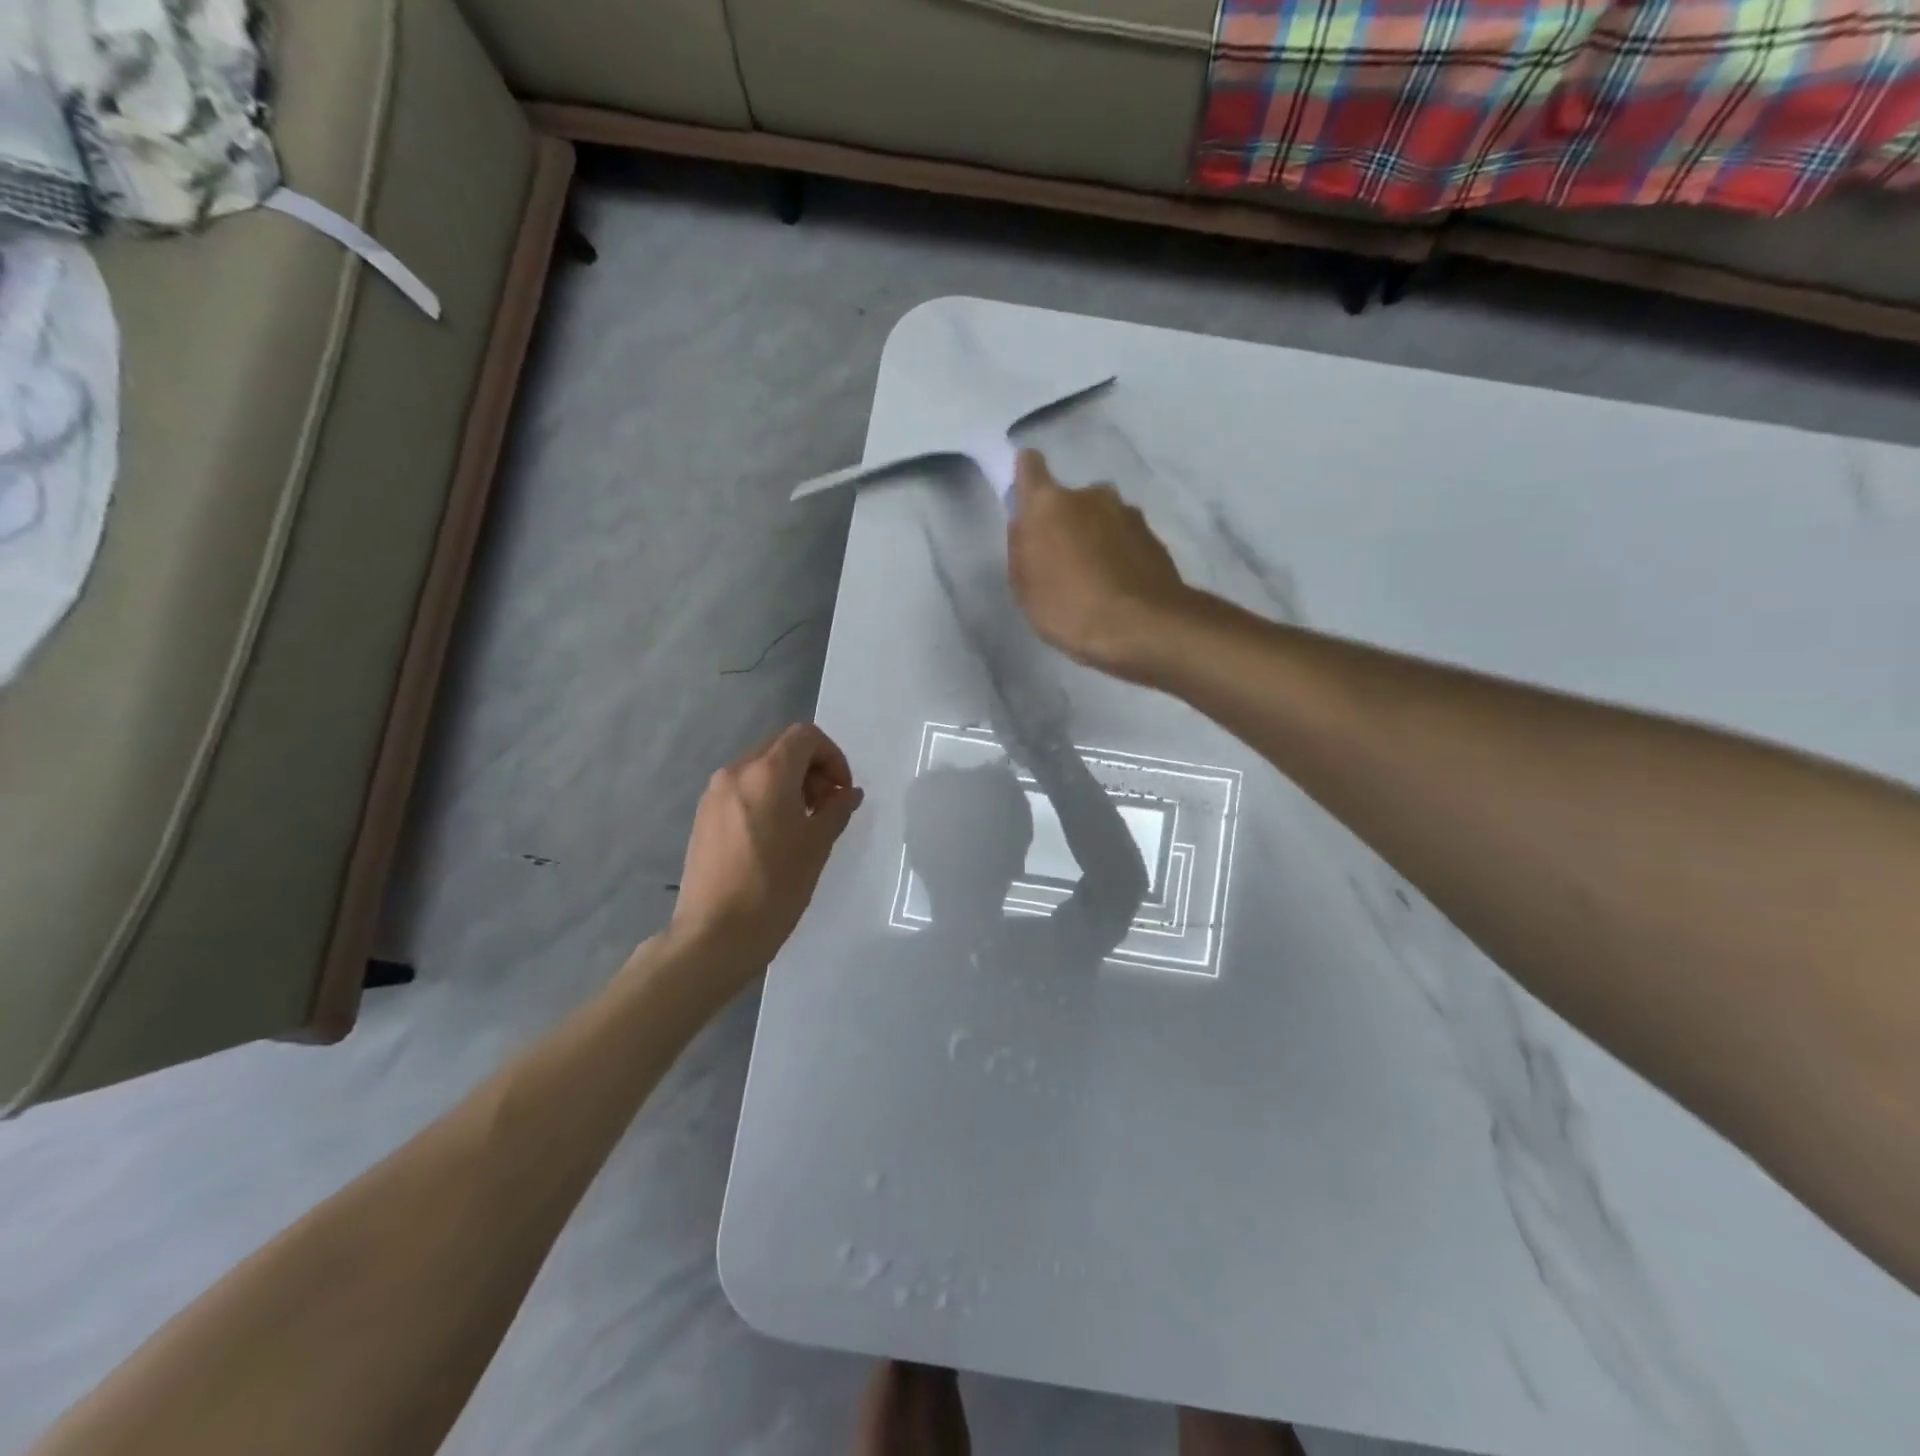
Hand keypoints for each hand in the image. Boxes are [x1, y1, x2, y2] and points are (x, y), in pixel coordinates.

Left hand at [670, 723, 864, 973]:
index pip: (805, 737)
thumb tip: (847, 793)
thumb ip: (837, 809)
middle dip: (811, 769)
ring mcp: (714, 794)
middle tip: (826, 807)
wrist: (715, 935)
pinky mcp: (703, 817)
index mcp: (767, 772)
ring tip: (802, 824)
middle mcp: (735, 772)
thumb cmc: (775, 887)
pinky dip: (766, 798)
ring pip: (760, 769)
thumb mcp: (817, 845)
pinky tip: (774, 837)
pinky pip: (742, 790)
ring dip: (789, 784)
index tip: (842, 792)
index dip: (833, 757)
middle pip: (781, 748)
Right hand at [1007, 450, 1192, 679]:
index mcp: (1049, 503)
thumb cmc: (1069, 608)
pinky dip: (1120, 556)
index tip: (1026, 497)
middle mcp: (1091, 495)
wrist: (1142, 627)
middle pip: (1070, 500)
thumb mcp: (1024, 586)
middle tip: (1062, 562)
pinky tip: (1118, 589)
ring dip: (1096, 539)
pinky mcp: (1154, 537)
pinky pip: (1126, 541)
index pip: (1030, 466)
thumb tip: (1026, 522)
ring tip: (1094, 581)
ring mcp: (1128, 513)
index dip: (1026, 475)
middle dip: (1066, 522)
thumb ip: (1021, 546)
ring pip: (1102, 520)